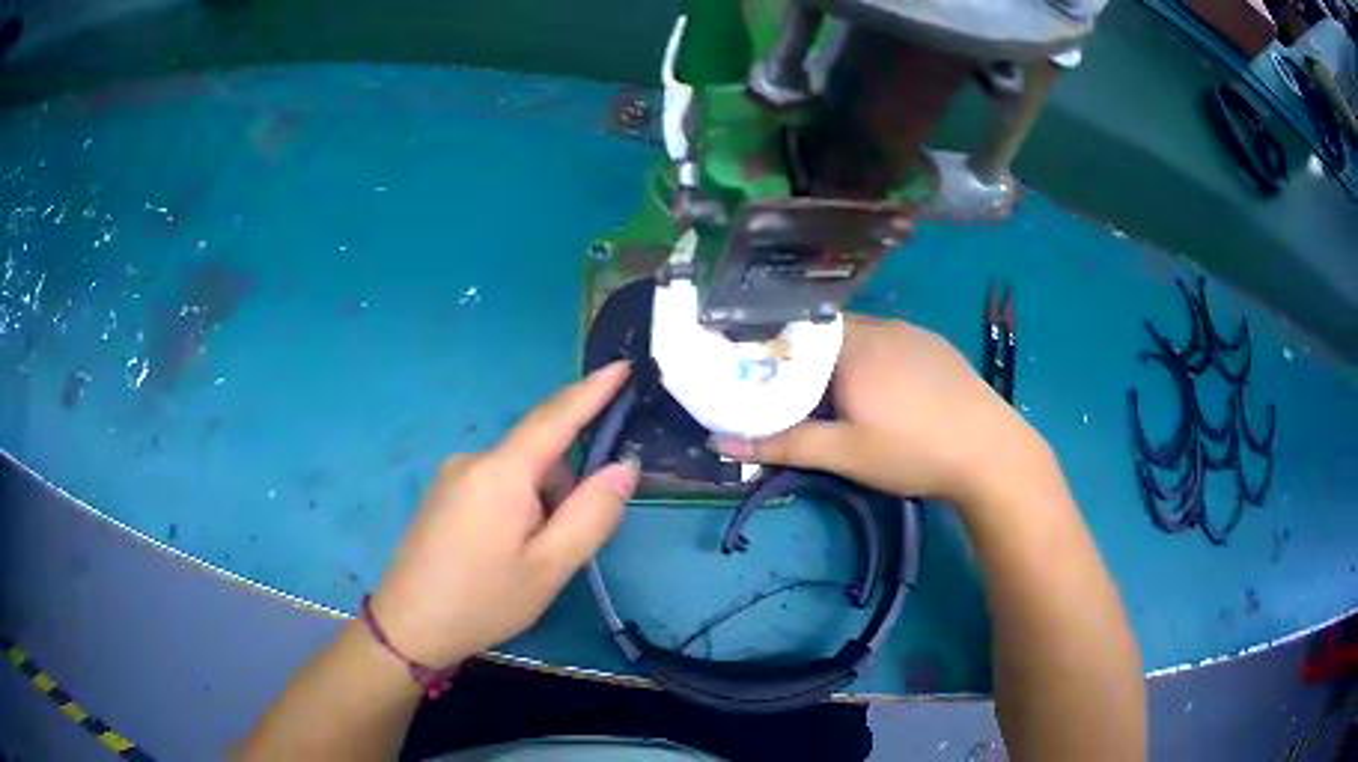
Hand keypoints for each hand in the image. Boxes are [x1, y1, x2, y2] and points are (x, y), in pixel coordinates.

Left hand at [369, 361, 639, 668]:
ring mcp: (453, 476)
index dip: (593, 391)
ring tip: (528, 560)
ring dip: (540, 504)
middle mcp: (473, 461)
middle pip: (539, 455)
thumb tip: (624, 465)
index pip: (556, 417)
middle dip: (564, 489)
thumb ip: (592, 513)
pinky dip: (516, 508)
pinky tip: (503, 553)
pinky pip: (495, 485)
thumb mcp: (550, 567)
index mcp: (501, 473)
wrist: (408, 626)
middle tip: (562, 549)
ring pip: (518, 474)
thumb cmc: (483, 600)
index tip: (624, 366)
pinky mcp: (443, 493)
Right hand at [712, 315, 1048, 506]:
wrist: (990, 453)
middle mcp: (882, 327)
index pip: (799, 329)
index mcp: (853, 346)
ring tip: (838, 393)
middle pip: (830, 331)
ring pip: (863, 335)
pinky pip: (893, 340)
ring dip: (844, 357)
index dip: (777, 348)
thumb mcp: (844, 454)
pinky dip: (876, 358)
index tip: (762, 375)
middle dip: (810, 356)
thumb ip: (782, 444)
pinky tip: (886, 390)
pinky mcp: (937, 346)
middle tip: (797, 392)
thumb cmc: (912, 451)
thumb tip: (720, 443)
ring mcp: (914, 333)